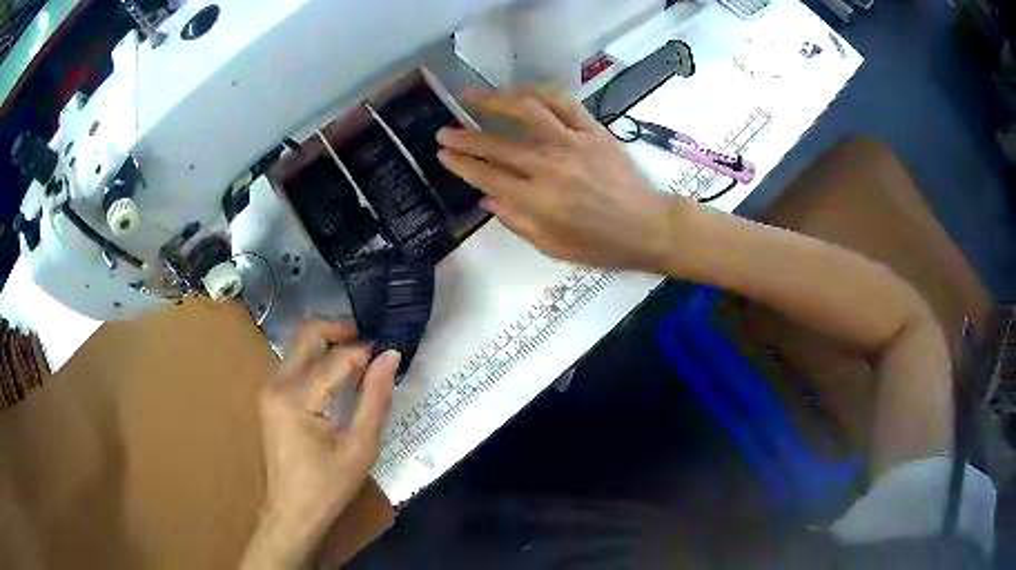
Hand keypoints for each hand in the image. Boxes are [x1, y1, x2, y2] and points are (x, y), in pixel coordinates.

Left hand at [242, 318, 399, 569]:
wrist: (292, 511)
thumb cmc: (328, 486)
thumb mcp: (361, 447)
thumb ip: (376, 398)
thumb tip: (390, 356)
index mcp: (296, 397)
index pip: (336, 357)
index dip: (365, 351)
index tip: (389, 351)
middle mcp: (276, 382)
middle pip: (308, 332)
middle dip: (341, 329)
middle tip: (372, 342)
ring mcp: (269, 386)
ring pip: (300, 344)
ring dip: (329, 343)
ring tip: (361, 359)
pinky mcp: (270, 395)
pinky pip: (295, 361)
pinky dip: (318, 358)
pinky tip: (339, 376)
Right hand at [437, 87, 689, 271]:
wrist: (648, 227)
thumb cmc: (602, 245)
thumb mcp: (554, 247)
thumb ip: (517, 222)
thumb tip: (488, 198)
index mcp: (538, 200)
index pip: (487, 175)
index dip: (461, 163)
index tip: (442, 153)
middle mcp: (550, 166)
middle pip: (497, 144)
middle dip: (464, 136)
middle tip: (443, 130)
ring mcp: (573, 143)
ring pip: (527, 111)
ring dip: (496, 100)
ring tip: (473, 95)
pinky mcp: (593, 131)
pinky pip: (563, 103)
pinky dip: (539, 93)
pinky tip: (522, 92)